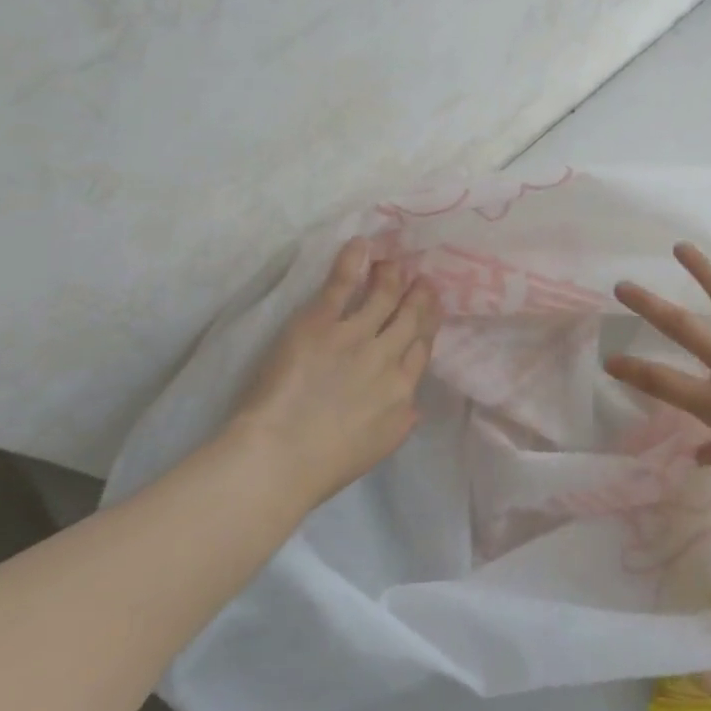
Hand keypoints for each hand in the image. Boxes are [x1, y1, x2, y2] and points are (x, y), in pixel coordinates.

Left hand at [223, 237, 440, 508]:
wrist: (280, 457)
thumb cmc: (325, 465)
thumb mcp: (379, 447)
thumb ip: (401, 420)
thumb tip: (414, 404)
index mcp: (402, 392)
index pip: (422, 349)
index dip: (428, 325)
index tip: (430, 311)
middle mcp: (387, 358)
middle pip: (410, 318)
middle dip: (419, 296)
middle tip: (423, 279)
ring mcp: (356, 336)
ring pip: (384, 296)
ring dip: (391, 276)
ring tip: (394, 261)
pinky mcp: (322, 323)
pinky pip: (342, 285)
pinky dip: (354, 262)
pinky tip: (362, 245)